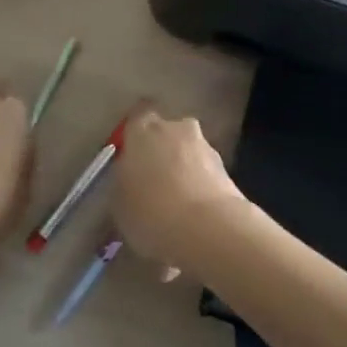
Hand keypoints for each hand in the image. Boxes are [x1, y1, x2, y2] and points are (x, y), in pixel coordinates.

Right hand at [112, 109, 243, 275]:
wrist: (208, 229)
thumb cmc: (150, 210)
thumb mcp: (118, 202)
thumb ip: (122, 183)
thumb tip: (129, 182)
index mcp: (143, 129)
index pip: (136, 118)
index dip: (134, 136)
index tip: (130, 158)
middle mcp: (175, 128)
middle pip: (166, 135)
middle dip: (162, 154)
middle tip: (152, 185)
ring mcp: (205, 147)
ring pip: (189, 155)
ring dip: (184, 174)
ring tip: (175, 210)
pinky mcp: (228, 171)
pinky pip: (206, 177)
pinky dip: (200, 192)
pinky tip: (193, 221)